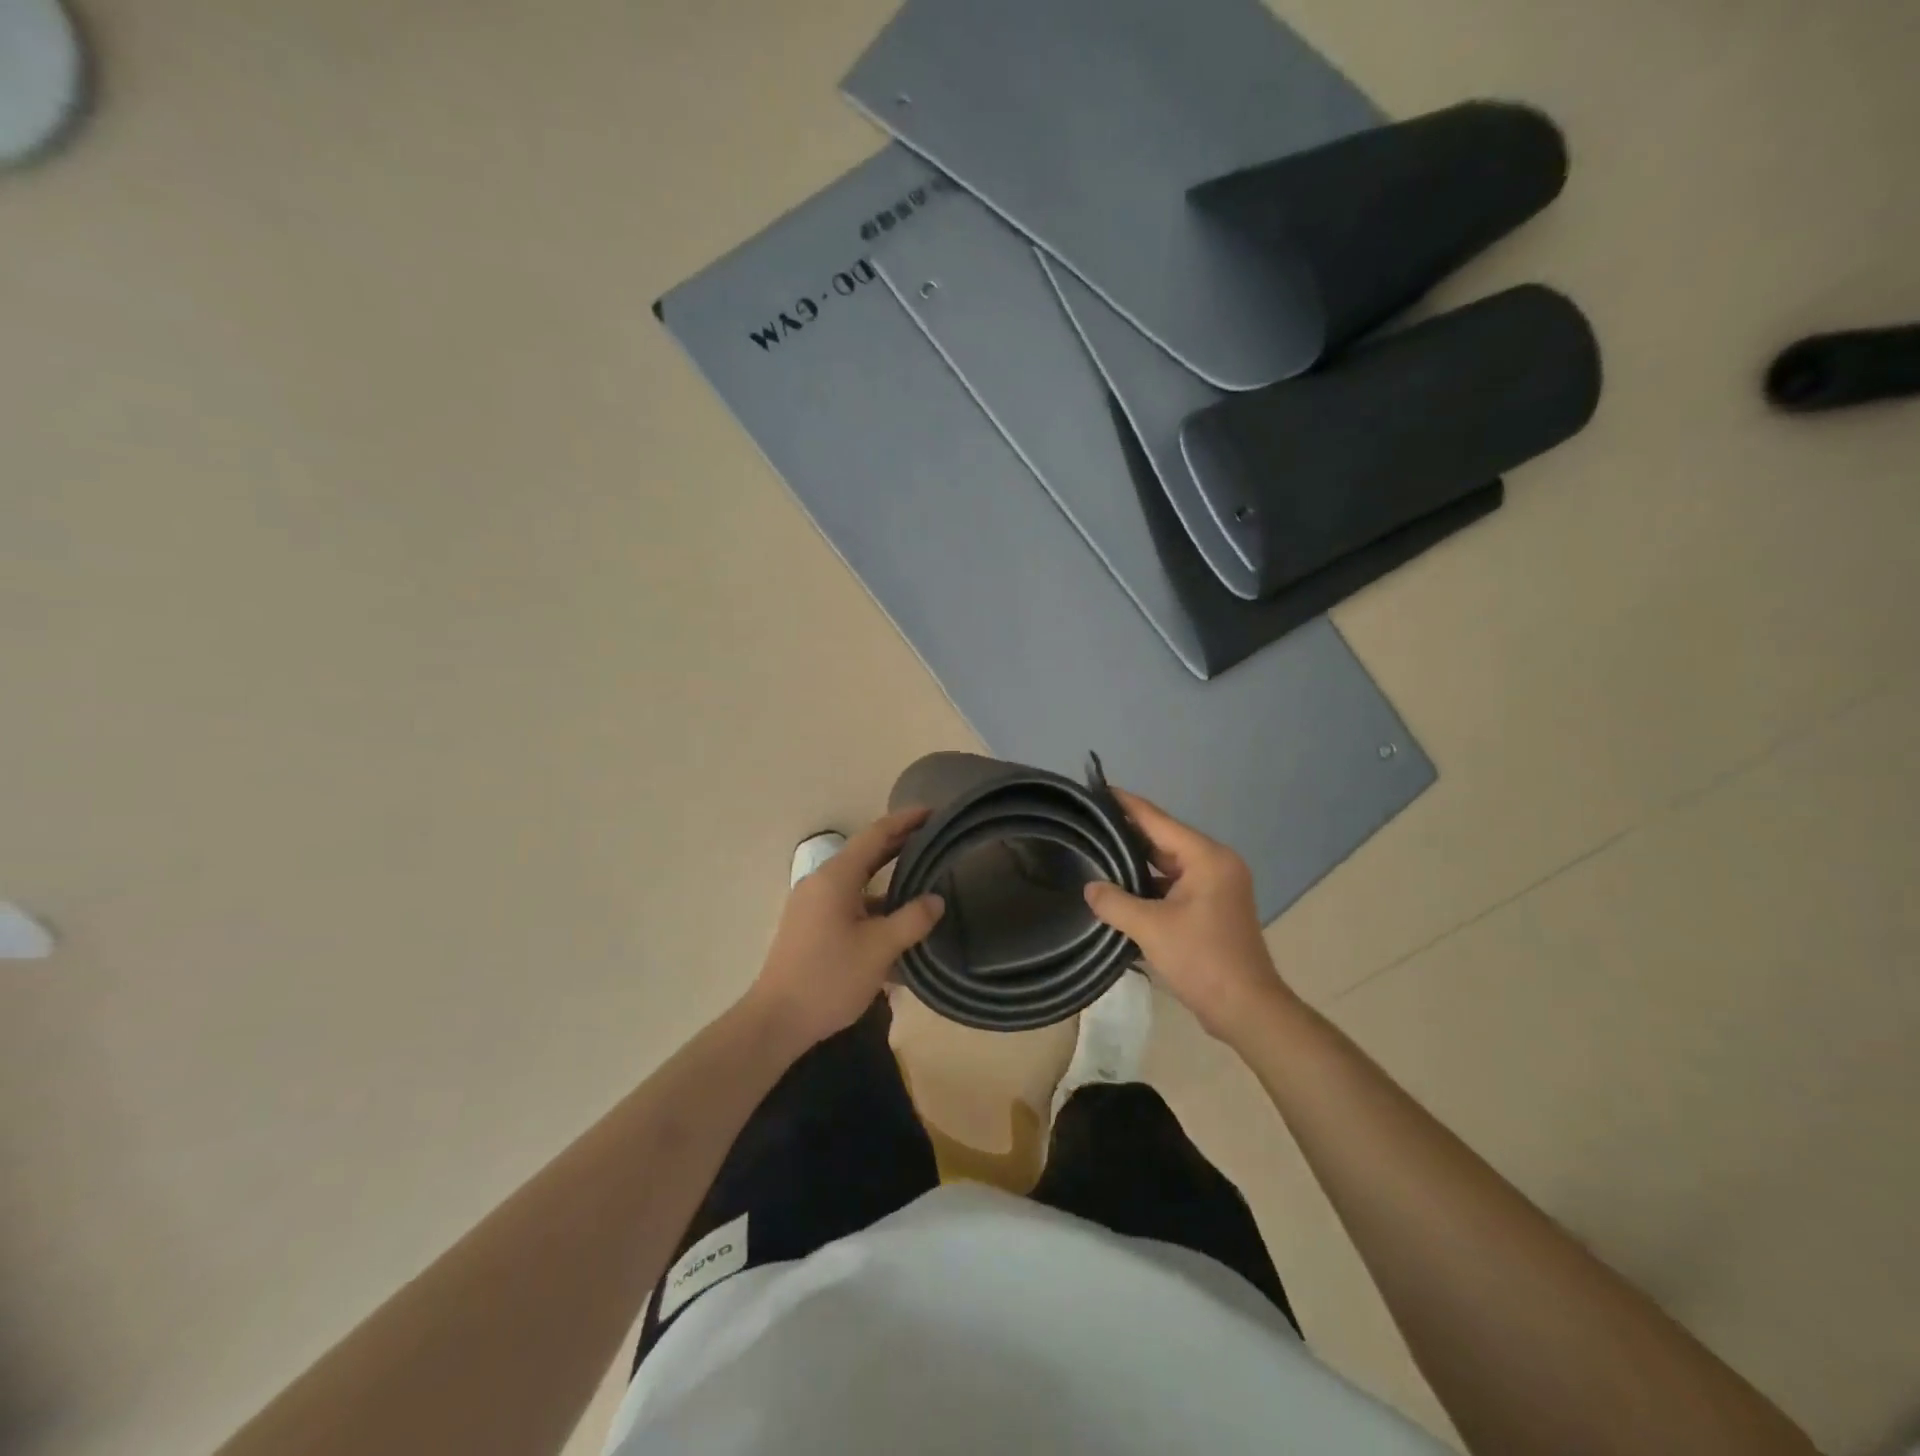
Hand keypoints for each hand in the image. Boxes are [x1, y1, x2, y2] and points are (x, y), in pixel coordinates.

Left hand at [747, 807, 945, 1048]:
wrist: (777, 1020)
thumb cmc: (829, 978)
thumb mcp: (880, 949)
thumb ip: (912, 920)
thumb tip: (936, 900)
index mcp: (836, 877)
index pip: (875, 834)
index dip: (905, 820)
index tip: (932, 811)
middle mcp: (821, 882)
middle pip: (866, 854)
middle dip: (899, 844)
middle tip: (934, 838)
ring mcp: (813, 905)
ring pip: (858, 881)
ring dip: (888, 878)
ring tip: (922, 877)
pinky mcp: (811, 926)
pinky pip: (848, 902)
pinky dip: (874, 903)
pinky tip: (896, 920)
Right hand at [1082, 788, 1294, 1042]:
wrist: (1246, 1010)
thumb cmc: (1202, 960)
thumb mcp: (1151, 929)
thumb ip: (1115, 902)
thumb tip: (1090, 888)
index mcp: (1207, 858)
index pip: (1158, 821)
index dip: (1126, 805)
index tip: (1097, 789)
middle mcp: (1215, 864)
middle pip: (1163, 840)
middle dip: (1127, 834)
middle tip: (1089, 824)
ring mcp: (1216, 887)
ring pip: (1168, 865)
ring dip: (1137, 863)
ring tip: (1097, 853)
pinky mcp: (1212, 908)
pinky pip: (1174, 885)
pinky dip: (1149, 886)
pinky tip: (1120, 889)